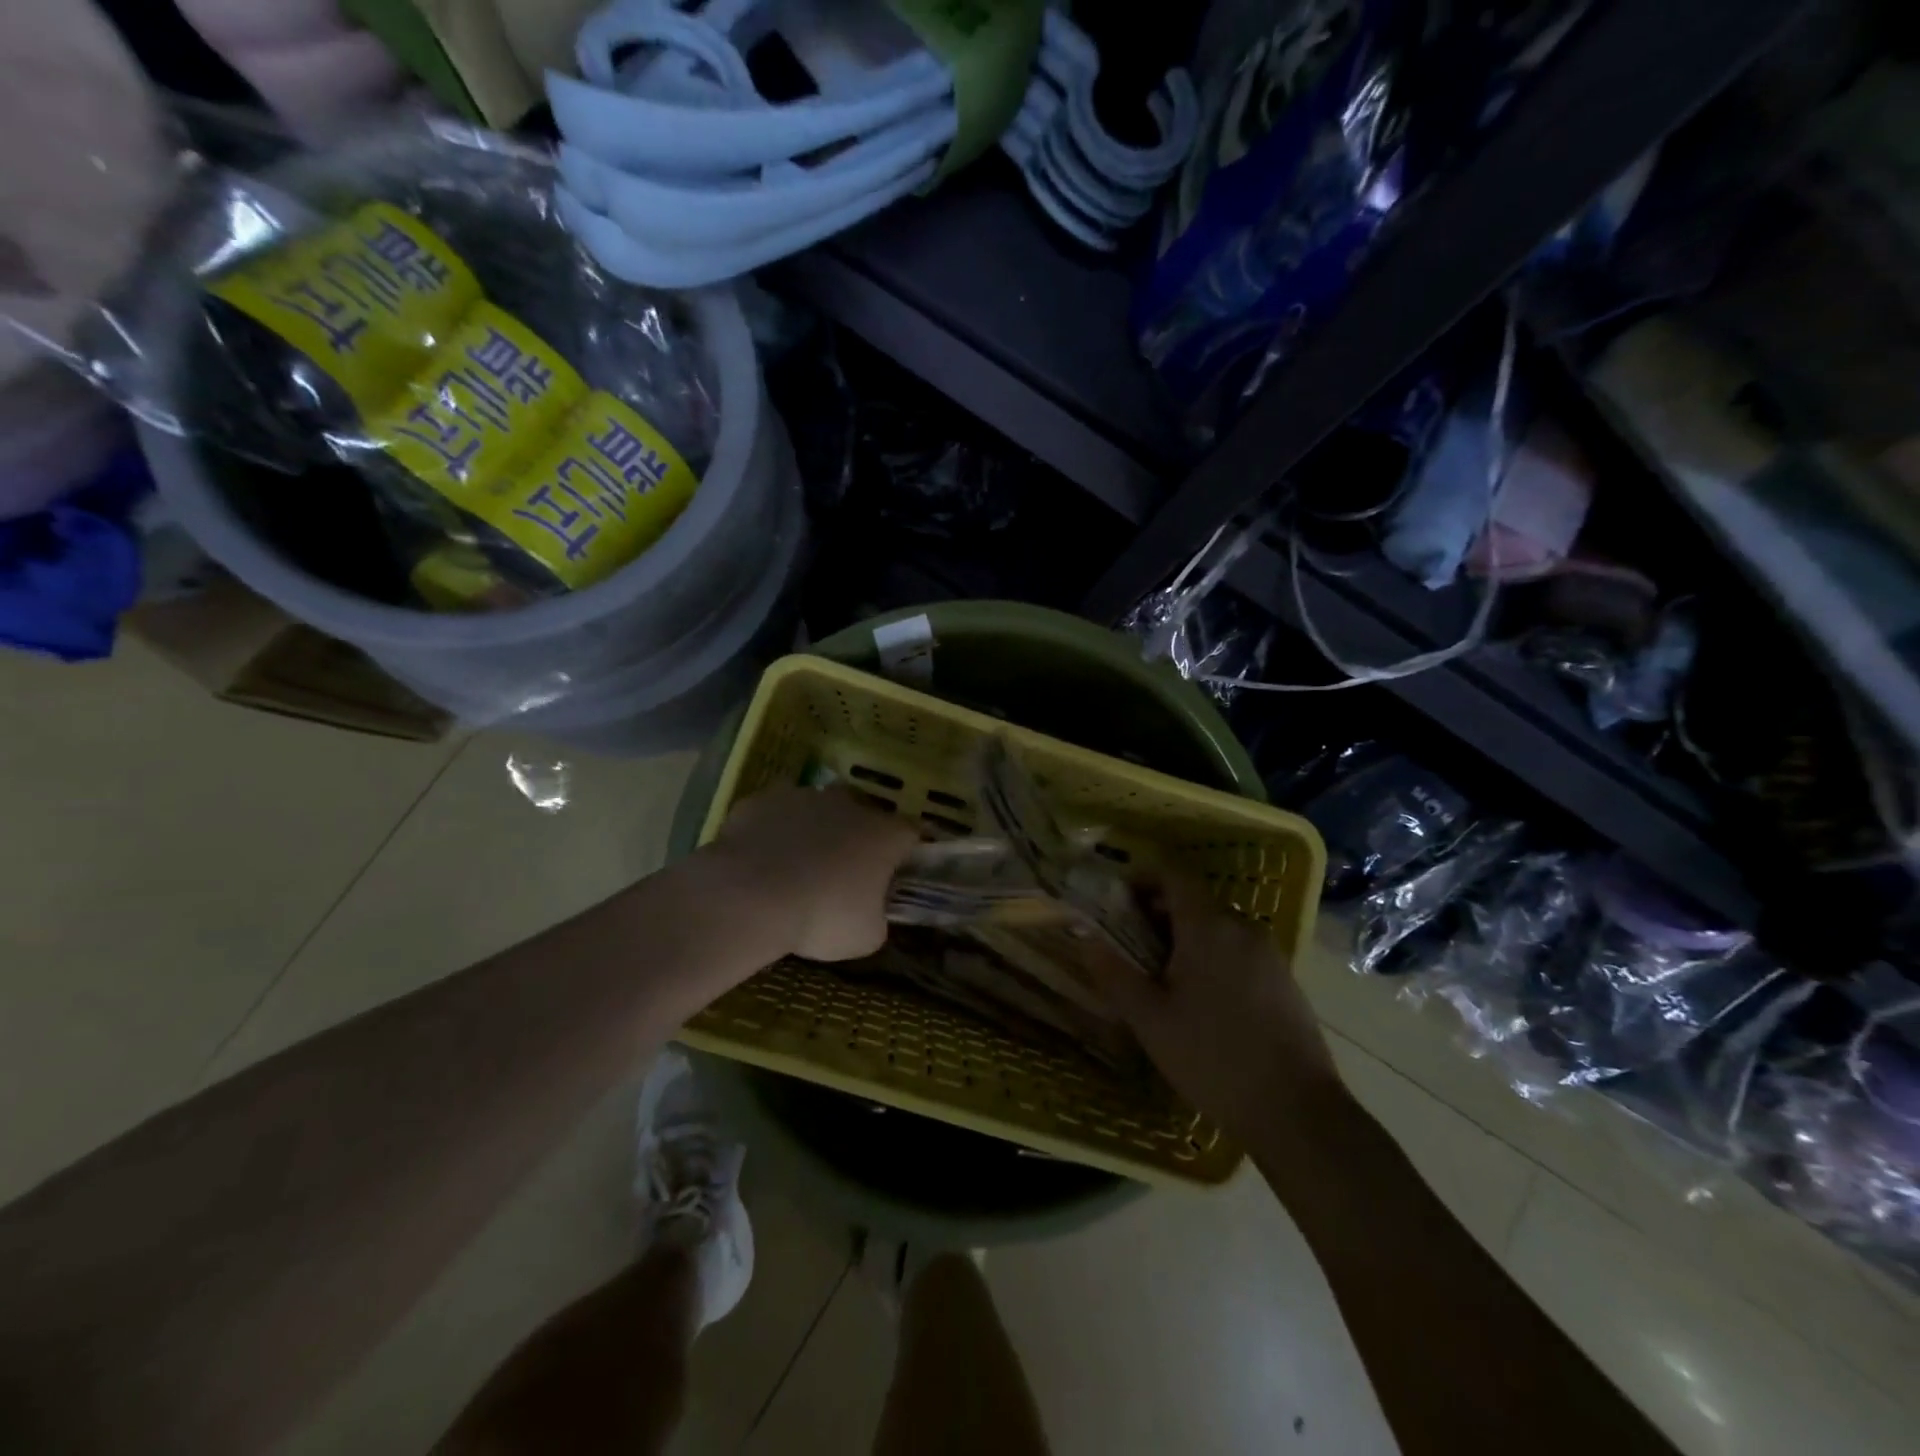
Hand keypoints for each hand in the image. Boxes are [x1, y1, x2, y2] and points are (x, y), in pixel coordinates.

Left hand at [706, 785, 918, 961]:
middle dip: (857, 836)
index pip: (911, 832)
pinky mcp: (762, 800)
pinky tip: (761, 861)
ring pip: (816, 809)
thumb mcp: (866, 936)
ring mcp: (803, 796)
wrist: (749, 896)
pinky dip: (773, 832)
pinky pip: (775, 814)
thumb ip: (877, 917)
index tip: (896, 872)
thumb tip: (872, 912)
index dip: (906, 852)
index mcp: (884, 834)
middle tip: (843, 871)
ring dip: (813, 830)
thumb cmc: (821, 916)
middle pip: (863, 812)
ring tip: (795, 866)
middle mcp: (849, 804)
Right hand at [1088, 870, 1345, 1144]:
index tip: (1118, 899)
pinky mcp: (1286, 982)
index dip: (1144, 878)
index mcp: (1208, 927)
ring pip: (1219, 929)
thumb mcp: (1149, 1019)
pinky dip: (1214, 958)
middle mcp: (1242, 929)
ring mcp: (1270, 955)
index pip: (1174, 875)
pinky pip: (1241, 952)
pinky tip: (1203, 1000)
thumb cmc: (1211, 1057)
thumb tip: (1084, 934)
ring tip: (1162, 976)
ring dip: (1187, 938)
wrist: (1296, 1112)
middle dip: (1160, 913)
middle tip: (1131, 943)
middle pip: (1196, 902)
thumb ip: (1114, 972)